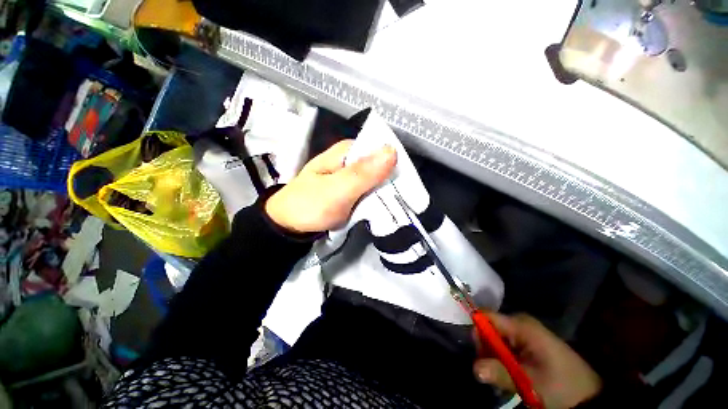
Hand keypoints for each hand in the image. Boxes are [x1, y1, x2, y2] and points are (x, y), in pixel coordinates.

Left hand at [265, 140, 396, 232]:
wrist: (290, 225)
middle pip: (380, 165)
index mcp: (346, 151)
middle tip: (405, 198)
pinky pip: (371, 190)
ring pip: (377, 179)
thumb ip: (363, 173)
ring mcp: (351, 176)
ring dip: (387, 191)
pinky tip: (386, 206)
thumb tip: (392, 150)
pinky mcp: (351, 190)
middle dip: (393, 181)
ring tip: (399, 204)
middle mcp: (350, 160)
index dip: (396, 164)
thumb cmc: (309, 205)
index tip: (408, 183)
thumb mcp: (337, 189)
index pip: (380, 150)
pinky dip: (378, 198)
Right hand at [473, 313, 600, 408]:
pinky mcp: (528, 342)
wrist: (589, 396)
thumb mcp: (531, 383)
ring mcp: (524, 332)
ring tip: (505, 378)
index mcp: (521, 325)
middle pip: (489, 328)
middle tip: (494, 373)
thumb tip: (475, 368)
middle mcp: (520, 323)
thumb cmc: (562, 386)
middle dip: (487, 350)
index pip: (486, 317)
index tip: (480, 355)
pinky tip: (512, 375)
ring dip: (495, 358)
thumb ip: (501, 373)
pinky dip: (503, 360)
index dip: (478, 333)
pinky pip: (505, 345)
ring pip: (495, 339)